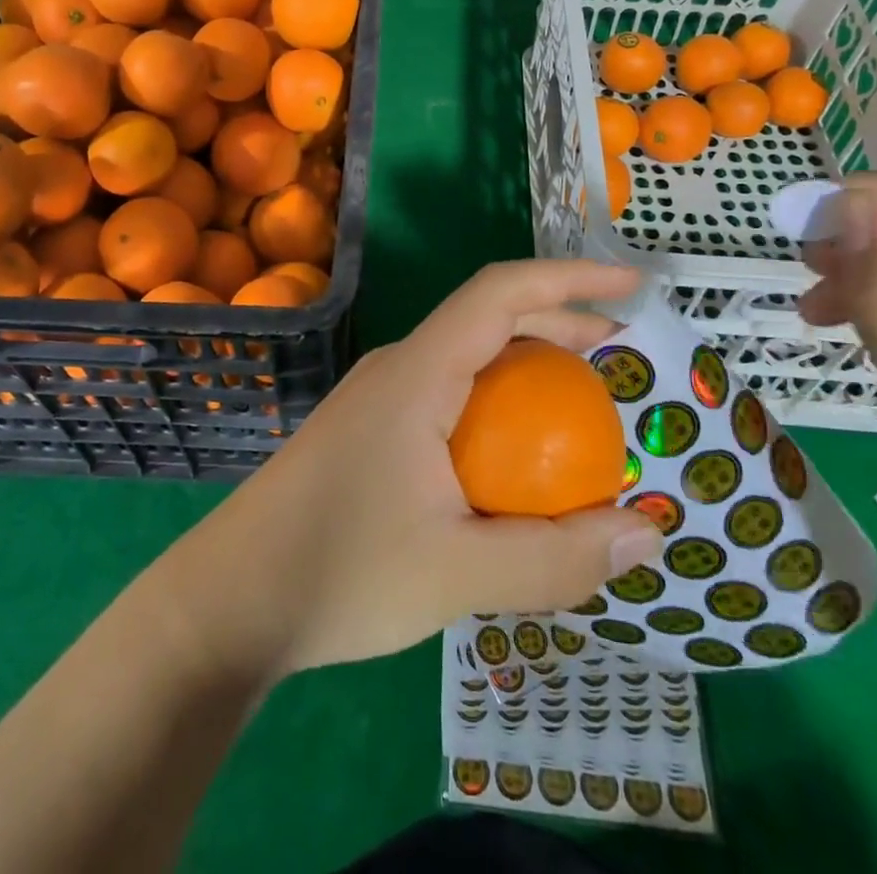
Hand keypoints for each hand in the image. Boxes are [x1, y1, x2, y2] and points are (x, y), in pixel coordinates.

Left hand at [178, 259, 663, 676]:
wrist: (229, 600)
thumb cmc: (339, 573)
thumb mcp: (459, 575)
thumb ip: (556, 557)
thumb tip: (647, 530)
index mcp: (417, 373)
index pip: (499, 293)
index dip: (568, 278)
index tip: (630, 286)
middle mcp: (397, 368)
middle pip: (486, 317)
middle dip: (557, 320)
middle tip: (618, 353)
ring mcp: (378, 397)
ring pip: (466, 356)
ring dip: (526, 364)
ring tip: (578, 404)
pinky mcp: (368, 429)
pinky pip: (447, 392)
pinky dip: (496, 401)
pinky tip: (512, 455)